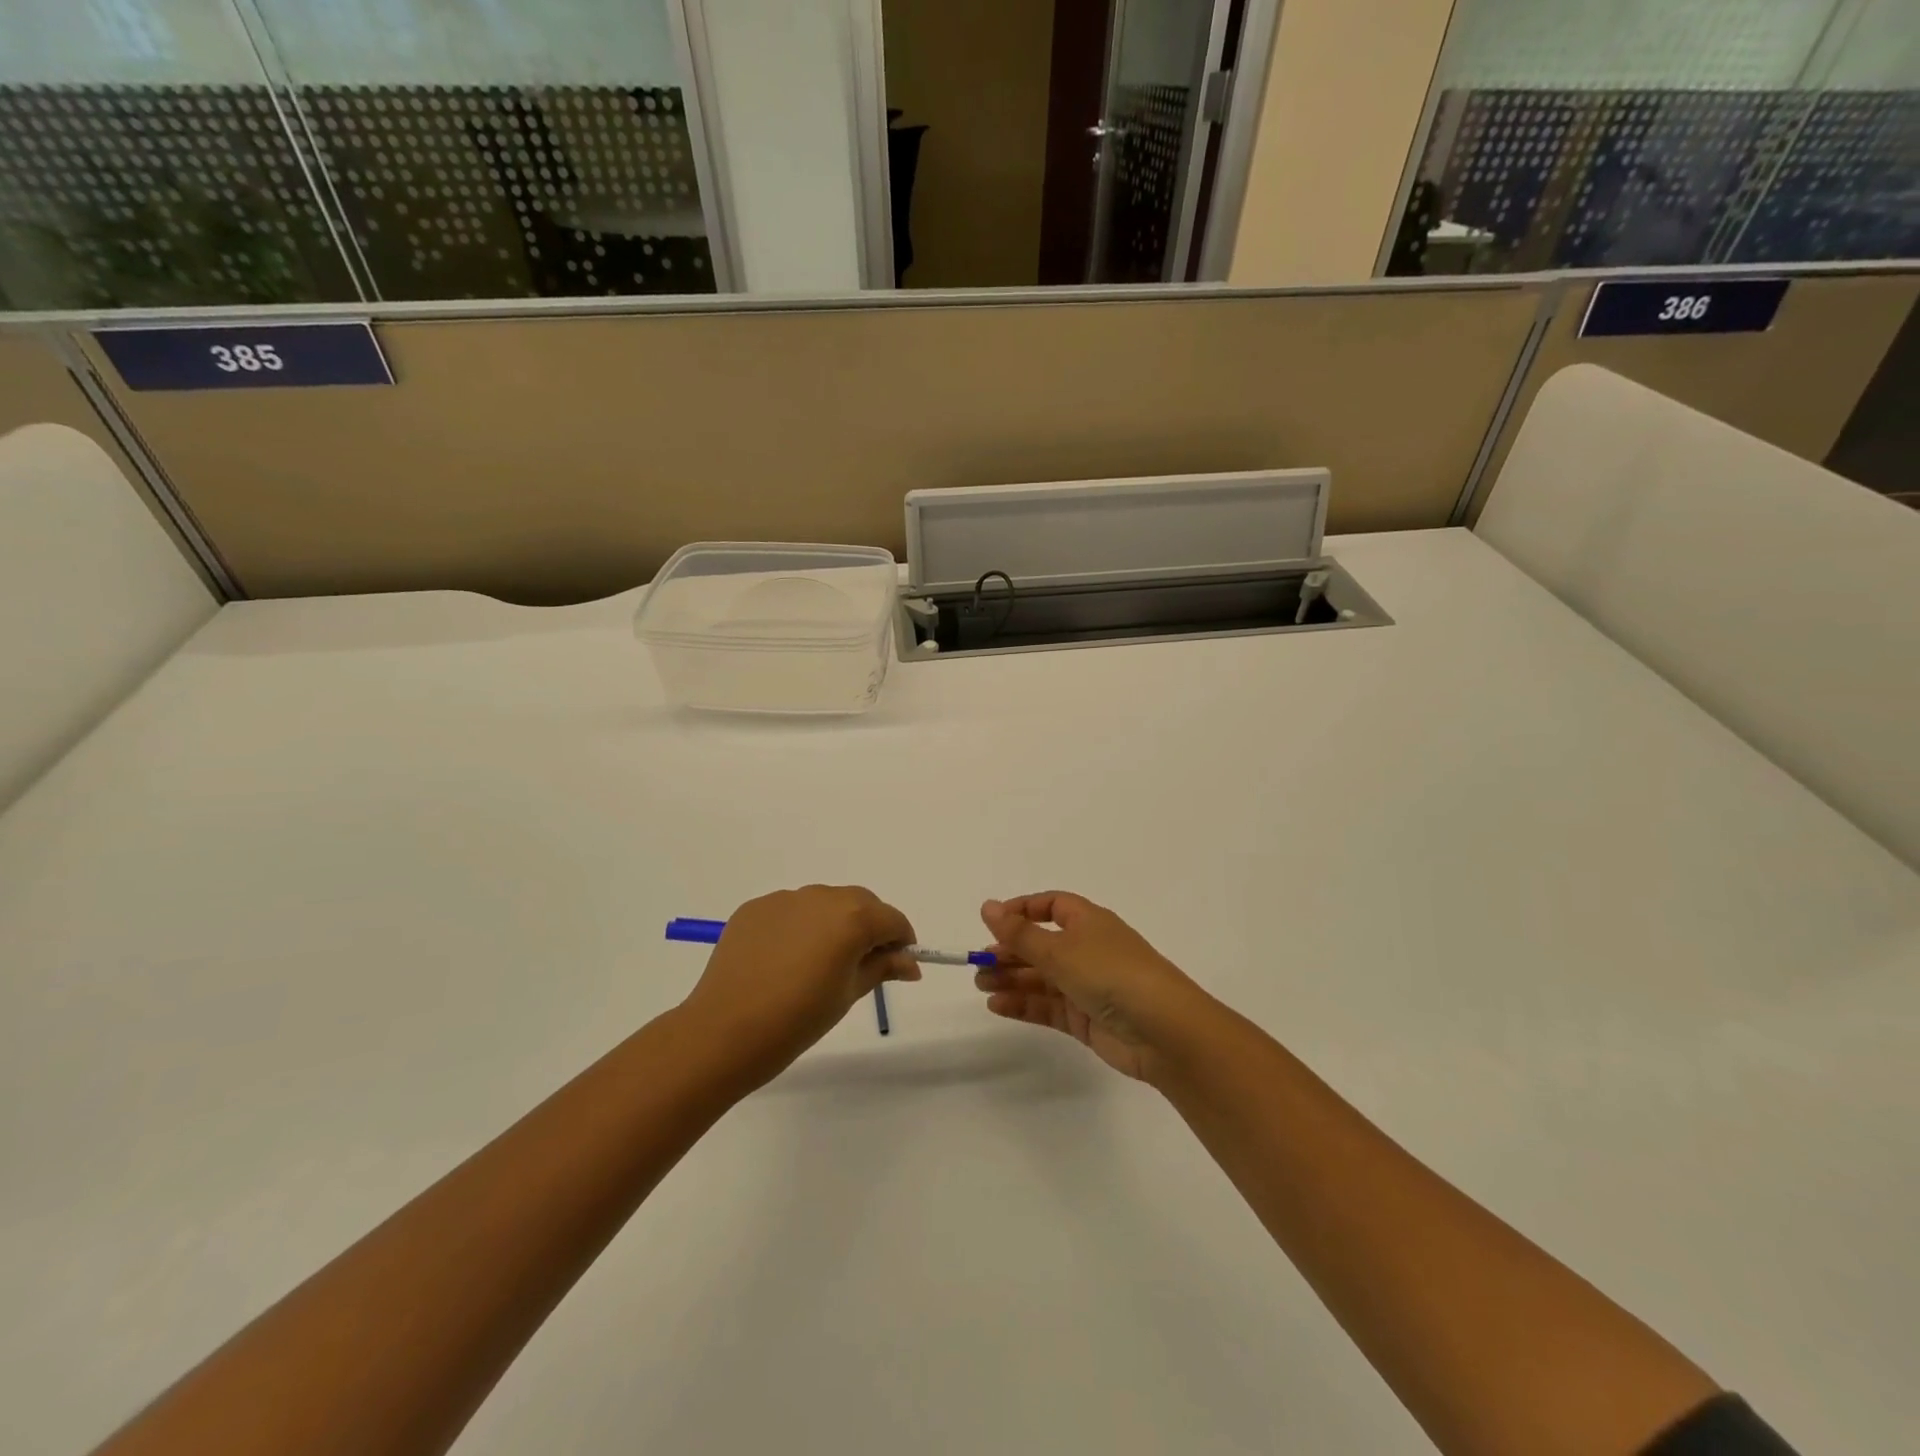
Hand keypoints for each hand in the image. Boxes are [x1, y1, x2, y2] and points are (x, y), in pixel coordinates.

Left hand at [679, 886, 919, 1084]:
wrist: (725, 1031)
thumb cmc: (798, 1019)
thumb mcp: (849, 995)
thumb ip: (882, 968)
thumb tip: (910, 962)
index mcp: (852, 918)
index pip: (892, 920)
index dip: (901, 941)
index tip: (899, 965)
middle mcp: (821, 897)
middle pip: (860, 904)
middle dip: (870, 927)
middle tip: (862, 965)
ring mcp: (785, 899)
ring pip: (824, 904)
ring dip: (833, 924)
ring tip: (818, 964)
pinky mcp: (755, 908)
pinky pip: (790, 911)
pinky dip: (799, 927)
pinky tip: (785, 960)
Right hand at [974, 893, 1210, 1082]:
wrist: (1164, 1031)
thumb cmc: (1111, 974)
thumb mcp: (1060, 950)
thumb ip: (1019, 933)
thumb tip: (987, 907)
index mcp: (1088, 922)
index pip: (1051, 906)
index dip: (1021, 911)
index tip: (991, 923)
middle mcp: (1088, 949)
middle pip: (1041, 945)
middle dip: (1010, 952)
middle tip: (978, 965)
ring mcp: (1088, 985)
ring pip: (1042, 978)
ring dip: (1012, 979)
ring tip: (982, 986)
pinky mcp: (1086, 1018)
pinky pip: (1048, 1006)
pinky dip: (1024, 1004)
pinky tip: (998, 1006)